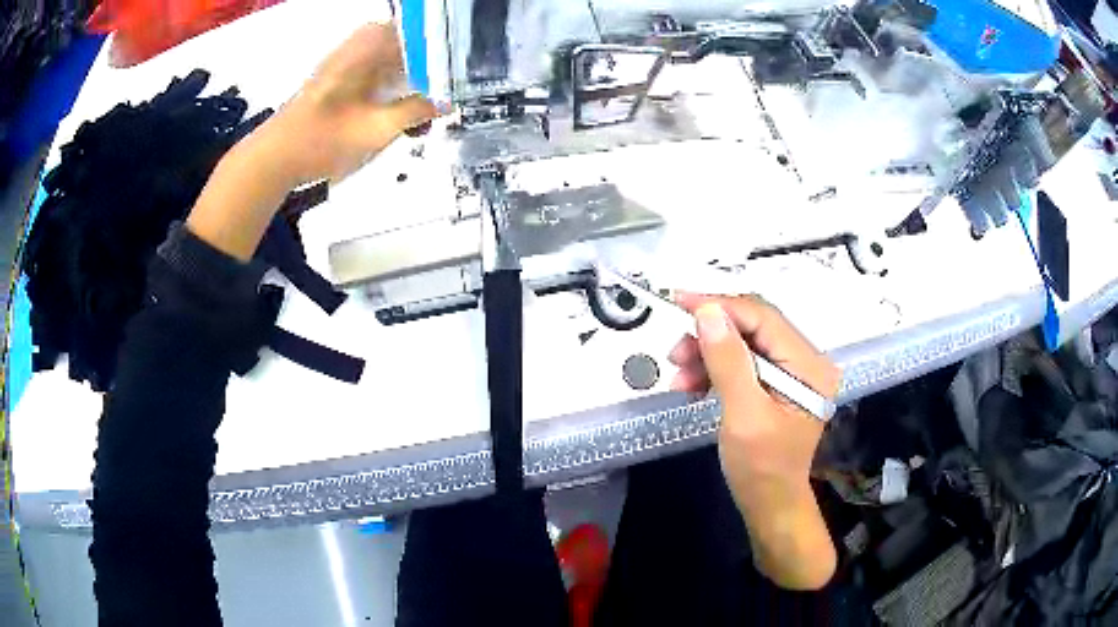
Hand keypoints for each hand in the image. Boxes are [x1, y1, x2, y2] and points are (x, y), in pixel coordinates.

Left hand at [188, 23, 439, 260]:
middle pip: (409, 42)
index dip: (443, 44)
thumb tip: (447, 102)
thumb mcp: (377, 129)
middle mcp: (358, 46)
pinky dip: (395, 86)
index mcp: (367, 46)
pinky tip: (403, 109)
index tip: (462, 63)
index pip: (418, 30)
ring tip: (431, 100)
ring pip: (394, 58)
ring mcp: (347, 62)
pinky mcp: (340, 80)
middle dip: (432, 63)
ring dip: (414, 77)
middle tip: (450, 85)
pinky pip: (378, 72)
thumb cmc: (323, 140)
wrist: (275, 158)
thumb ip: (416, 111)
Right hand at [668, 293, 840, 589]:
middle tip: (674, 352)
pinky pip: (742, 360)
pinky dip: (715, 367)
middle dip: (710, 334)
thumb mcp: (743, 416)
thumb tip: (707, 312)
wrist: (769, 504)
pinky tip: (693, 384)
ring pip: (744, 341)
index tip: (678, 302)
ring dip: (708, 353)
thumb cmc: (760, 469)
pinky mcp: (777, 381)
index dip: (720, 306)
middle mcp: (806, 360)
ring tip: (679, 377)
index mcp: (809, 366)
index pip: (763, 318)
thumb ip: (728, 362)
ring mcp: (792, 370)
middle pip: (753, 326)